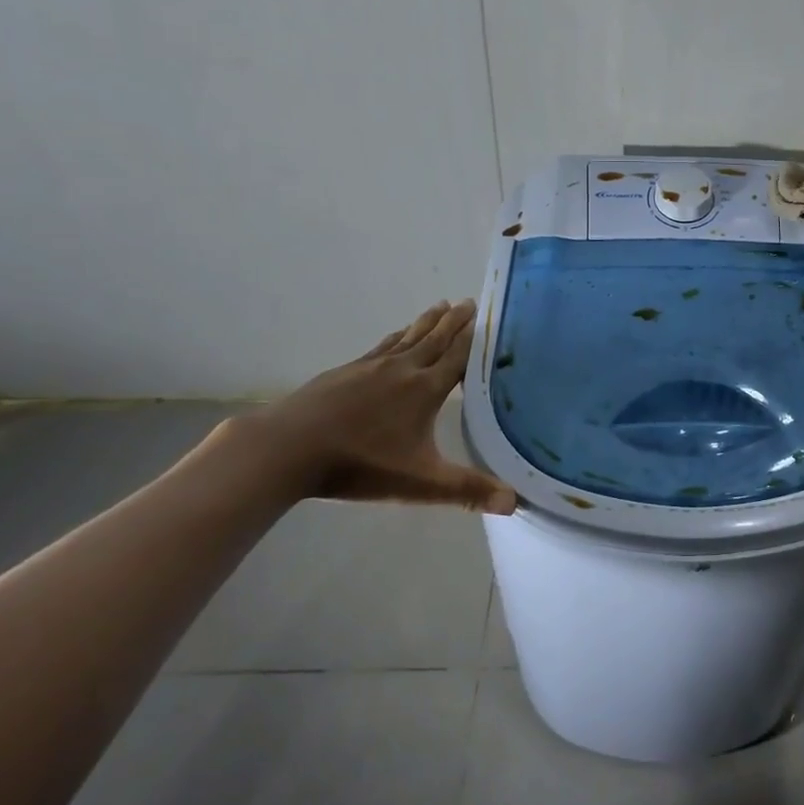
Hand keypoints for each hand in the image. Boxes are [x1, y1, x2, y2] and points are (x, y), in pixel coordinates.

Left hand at [246, 300, 515, 513]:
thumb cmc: (360, 464)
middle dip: (454, 322)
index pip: (457, 357)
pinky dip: (396, 336)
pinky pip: (381, 346)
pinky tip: (395, 337)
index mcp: (425, 390)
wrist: (289, 447)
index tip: (486, 317)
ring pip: (408, 337)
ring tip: (440, 306)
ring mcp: (371, 366)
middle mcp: (403, 369)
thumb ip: (467, 490)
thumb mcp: (420, 483)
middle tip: (468, 302)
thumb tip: (514, 502)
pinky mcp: (345, 371)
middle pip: (435, 339)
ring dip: (427, 322)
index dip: (473, 338)